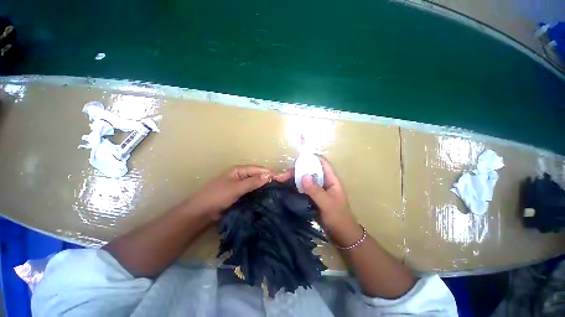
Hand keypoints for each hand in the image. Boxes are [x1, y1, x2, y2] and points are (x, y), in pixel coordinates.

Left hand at [181, 165, 272, 220]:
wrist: (201, 213)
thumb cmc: (217, 196)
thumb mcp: (236, 188)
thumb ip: (252, 182)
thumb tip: (269, 175)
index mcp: (238, 170)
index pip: (257, 169)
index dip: (269, 172)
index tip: (281, 178)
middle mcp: (240, 176)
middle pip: (257, 175)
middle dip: (268, 179)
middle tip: (281, 185)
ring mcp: (240, 185)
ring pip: (255, 183)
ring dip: (264, 186)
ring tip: (277, 190)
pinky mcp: (239, 194)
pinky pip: (252, 191)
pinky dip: (259, 192)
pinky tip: (267, 196)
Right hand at [277, 157, 362, 247]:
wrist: (341, 235)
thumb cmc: (338, 218)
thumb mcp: (327, 204)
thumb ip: (316, 190)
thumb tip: (303, 175)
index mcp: (332, 179)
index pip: (322, 162)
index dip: (311, 158)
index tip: (296, 161)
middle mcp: (324, 181)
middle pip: (311, 169)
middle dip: (297, 170)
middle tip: (283, 176)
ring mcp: (318, 189)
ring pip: (306, 178)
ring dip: (295, 178)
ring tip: (281, 180)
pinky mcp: (313, 196)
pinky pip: (304, 187)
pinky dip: (296, 186)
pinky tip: (287, 187)